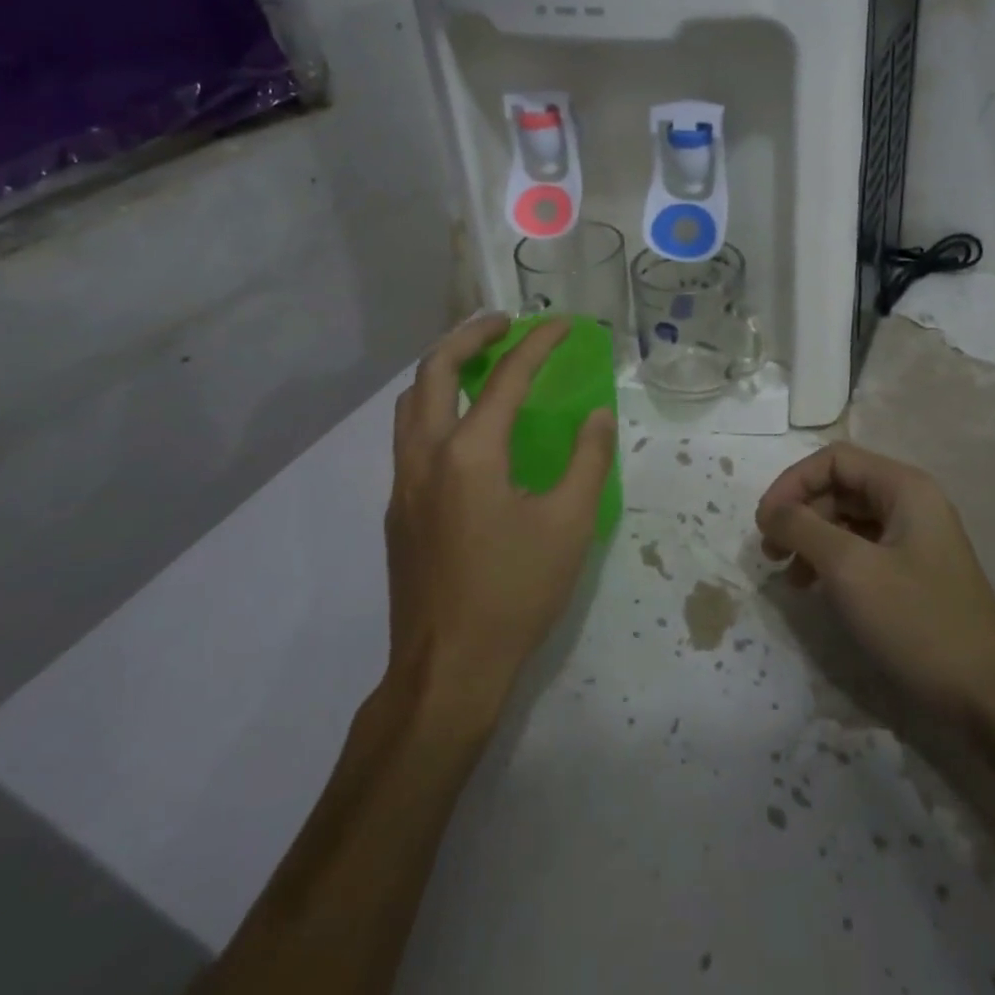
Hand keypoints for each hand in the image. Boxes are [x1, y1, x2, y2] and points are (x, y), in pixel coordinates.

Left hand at [385, 316, 616, 718]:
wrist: (446, 671)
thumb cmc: (514, 594)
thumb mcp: (569, 525)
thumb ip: (587, 461)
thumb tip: (597, 417)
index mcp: (470, 453)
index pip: (506, 377)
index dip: (538, 343)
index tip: (563, 324)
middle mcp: (426, 455)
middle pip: (433, 370)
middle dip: (470, 335)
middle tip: (505, 324)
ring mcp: (403, 482)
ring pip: (410, 401)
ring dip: (442, 368)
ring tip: (479, 363)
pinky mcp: (397, 509)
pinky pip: (408, 434)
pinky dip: (433, 405)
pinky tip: (464, 428)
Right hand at [756, 444, 994, 722]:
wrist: (989, 698)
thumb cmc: (918, 621)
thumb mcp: (850, 569)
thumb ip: (803, 528)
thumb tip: (771, 511)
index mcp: (904, 487)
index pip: (834, 459)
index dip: (792, 482)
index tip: (764, 522)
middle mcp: (911, 502)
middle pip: (840, 487)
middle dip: (800, 513)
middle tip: (771, 552)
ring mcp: (915, 538)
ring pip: (848, 520)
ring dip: (812, 539)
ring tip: (789, 577)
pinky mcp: (914, 572)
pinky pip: (862, 549)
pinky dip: (832, 561)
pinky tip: (817, 589)